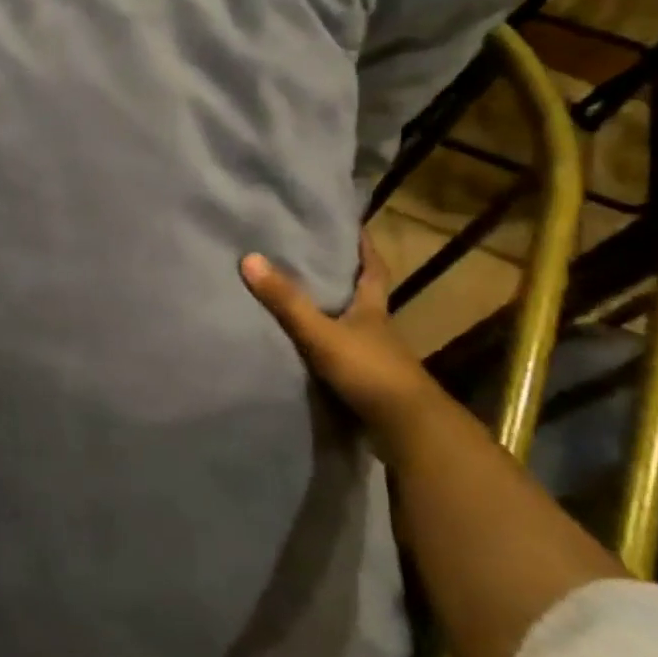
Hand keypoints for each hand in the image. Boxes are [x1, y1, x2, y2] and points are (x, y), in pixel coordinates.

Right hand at [240, 233, 443, 433]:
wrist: (407, 428)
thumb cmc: (369, 370)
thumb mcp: (321, 333)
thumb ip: (287, 301)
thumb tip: (250, 258)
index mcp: (373, 309)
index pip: (374, 269)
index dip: (365, 248)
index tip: (354, 227)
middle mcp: (378, 329)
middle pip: (364, 296)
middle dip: (346, 279)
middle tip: (317, 259)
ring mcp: (376, 358)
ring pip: (354, 327)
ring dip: (335, 315)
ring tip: (303, 301)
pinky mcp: (369, 384)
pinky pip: (344, 356)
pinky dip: (329, 348)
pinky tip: (309, 349)